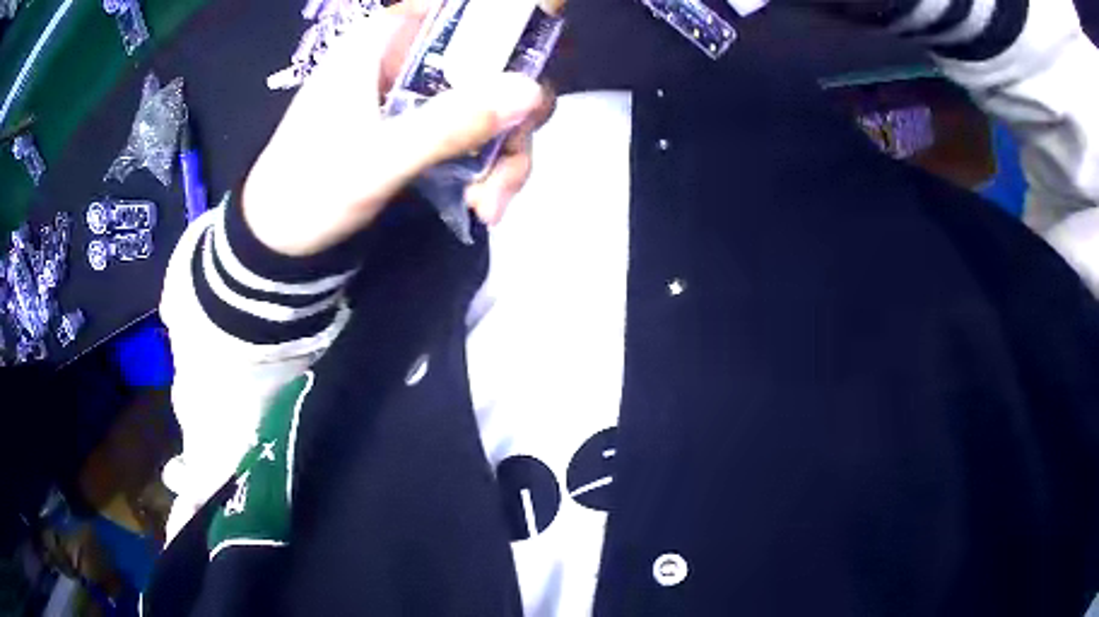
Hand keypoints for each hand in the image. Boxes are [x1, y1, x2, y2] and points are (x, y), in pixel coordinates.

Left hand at [243, 0, 556, 256]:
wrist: (282, 241)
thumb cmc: (310, 190)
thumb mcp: (376, 160)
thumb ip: (449, 124)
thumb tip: (532, 92)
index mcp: (386, 39)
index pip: (467, 8)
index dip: (514, 25)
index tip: (535, 67)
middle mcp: (411, 54)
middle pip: (495, 59)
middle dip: (515, 114)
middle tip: (509, 166)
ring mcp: (421, 90)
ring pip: (494, 100)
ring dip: (505, 153)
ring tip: (489, 205)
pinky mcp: (426, 123)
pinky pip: (478, 130)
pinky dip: (489, 166)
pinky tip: (481, 204)